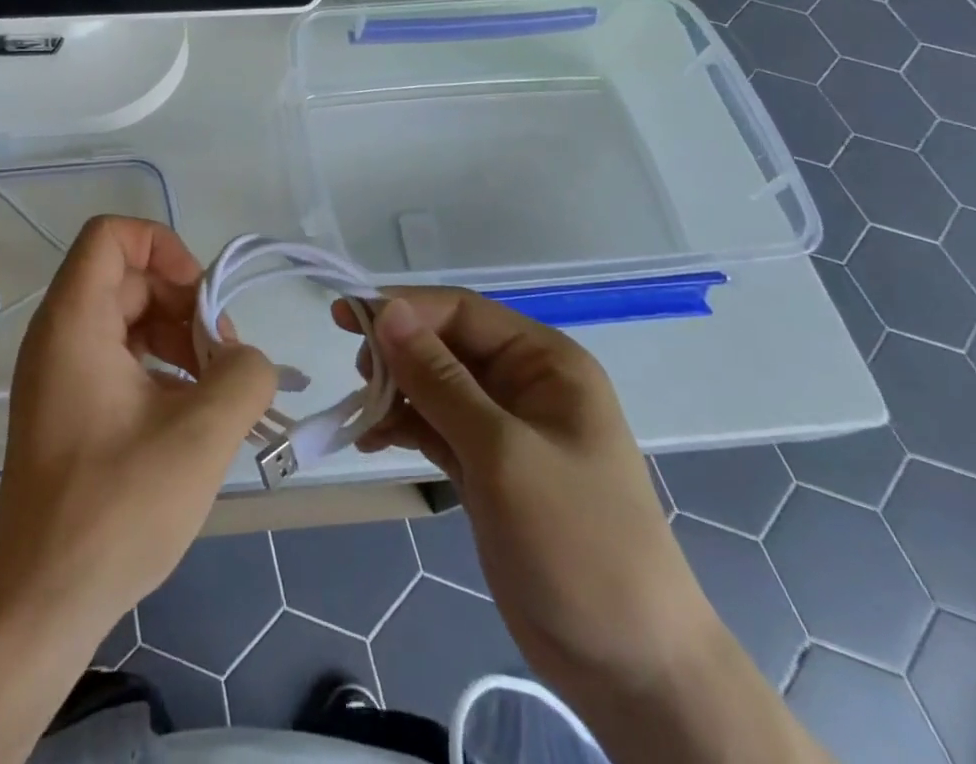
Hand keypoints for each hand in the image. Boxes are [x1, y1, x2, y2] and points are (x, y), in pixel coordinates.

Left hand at [0, 216, 277, 633]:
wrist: (40, 605)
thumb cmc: (114, 509)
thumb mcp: (200, 436)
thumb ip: (244, 375)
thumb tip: (247, 357)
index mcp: (74, 321)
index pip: (111, 234)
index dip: (164, 247)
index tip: (202, 300)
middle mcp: (59, 335)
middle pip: (130, 279)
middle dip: (186, 306)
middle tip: (224, 360)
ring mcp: (60, 373)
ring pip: (130, 320)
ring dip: (179, 341)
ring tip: (216, 392)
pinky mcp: (68, 408)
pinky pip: (121, 359)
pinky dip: (161, 371)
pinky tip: (192, 417)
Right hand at [334, 291, 712, 702]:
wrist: (629, 667)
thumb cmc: (577, 542)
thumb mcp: (502, 453)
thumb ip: (439, 379)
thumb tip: (386, 310)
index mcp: (544, 361)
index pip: (460, 311)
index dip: (403, 308)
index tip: (346, 318)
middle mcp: (524, 382)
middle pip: (443, 344)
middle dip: (396, 353)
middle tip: (355, 376)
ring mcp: (504, 426)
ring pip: (433, 384)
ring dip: (393, 391)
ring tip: (361, 413)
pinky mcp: (486, 466)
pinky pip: (433, 426)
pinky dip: (402, 427)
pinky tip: (370, 439)